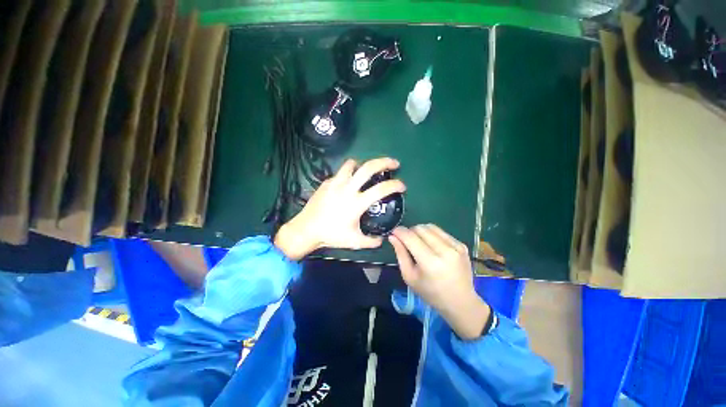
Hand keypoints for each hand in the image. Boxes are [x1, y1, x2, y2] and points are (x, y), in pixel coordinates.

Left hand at [274, 157, 404, 259]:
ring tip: (367, 170)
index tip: (402, 186)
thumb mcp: (354, 241)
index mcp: (357, 203)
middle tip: (394, 163)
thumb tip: (382, 239)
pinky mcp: (326, 182)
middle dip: (385, 162)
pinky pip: (341, 173)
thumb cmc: (331, 235)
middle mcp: (347, 188)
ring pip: (352, 164)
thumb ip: (372, 241)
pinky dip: (348, 174)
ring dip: (363, 165)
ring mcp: (335, 183)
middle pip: (368, 167)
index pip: (381, 189)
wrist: (306, 229)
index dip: (395, 185)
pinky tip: (348, 184)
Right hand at [389, 224, 490, 339]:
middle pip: (420, 229)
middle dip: (409, 231)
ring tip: (419, 242)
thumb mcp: (409, 277)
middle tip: (407, 241)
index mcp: (430, 262)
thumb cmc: (430, 293)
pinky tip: (432, 246)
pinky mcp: (462, 245)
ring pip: (431, 227)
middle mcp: (445, 251)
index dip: (399, 232)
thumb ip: (400, 254)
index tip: (393, 232)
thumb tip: (393, 236)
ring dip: (421, 231)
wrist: (460, 302)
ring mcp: (456, 247)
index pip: (410, 237)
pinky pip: (441, 232)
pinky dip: (432, 235)